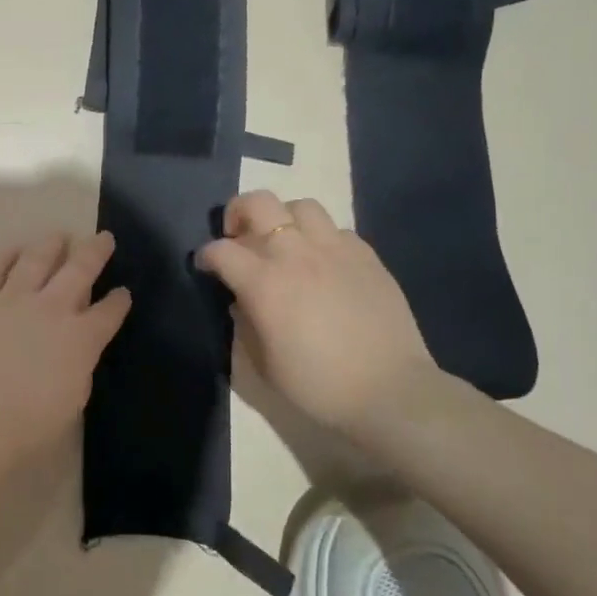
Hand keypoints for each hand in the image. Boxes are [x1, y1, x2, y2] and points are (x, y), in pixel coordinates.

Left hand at [0, 231, 131, 464]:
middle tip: (104, 238)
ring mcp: (12, 300)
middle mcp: (51, 309)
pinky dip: (4, 257)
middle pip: (79, 270)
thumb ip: (78, 368)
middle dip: (95, 251)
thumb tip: (75, 351)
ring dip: (50, 245)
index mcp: (81, 339)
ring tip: (58, 235)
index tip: (123, 292)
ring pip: (36, 259)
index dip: (118, 301)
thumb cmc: (27, 428)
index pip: (108, 313)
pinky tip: (11, 251)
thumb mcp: (72, 403)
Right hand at [196, 192, 435, 431]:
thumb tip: (244, 301)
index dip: (206, 256)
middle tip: (241, 237)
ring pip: (301, 206)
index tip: (207, 268)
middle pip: (259, 202)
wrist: (390, 393)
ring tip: (286, 244)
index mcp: (264, 282)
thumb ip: (246, 324)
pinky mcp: (367, 256)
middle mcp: (296, 254)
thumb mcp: (264, 365)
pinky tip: (325, 263)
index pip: (221, 250)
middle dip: (239, 212)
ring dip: (285, 219)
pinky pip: (337, 230)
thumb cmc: (318, 386)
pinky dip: (322, 239)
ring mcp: (335, 250)